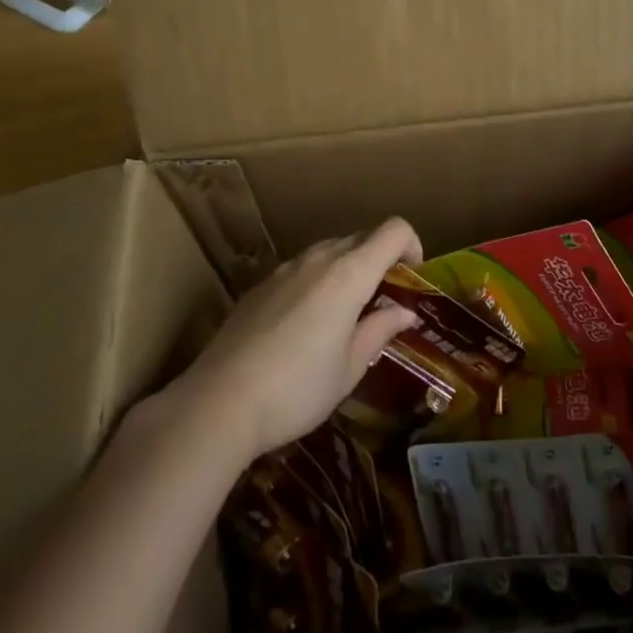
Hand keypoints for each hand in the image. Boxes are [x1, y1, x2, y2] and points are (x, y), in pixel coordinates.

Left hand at [174, 218, 424, 462]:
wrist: (218, 402)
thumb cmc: (297, 389)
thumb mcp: (349, 368)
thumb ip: (380, 330)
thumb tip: (405, 312)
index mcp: (349, 274)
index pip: (393, 230)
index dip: (412, 244)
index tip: (413, 276)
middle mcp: (319, 259)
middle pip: (361, 236)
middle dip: (381, 258)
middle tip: (383, 299)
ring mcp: (285, 268)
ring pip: (329, 250)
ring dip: (348, 268)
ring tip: (346, 313)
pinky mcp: (260, 285)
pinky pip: (301, 268)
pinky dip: (317, 280)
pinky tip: (305, 324)